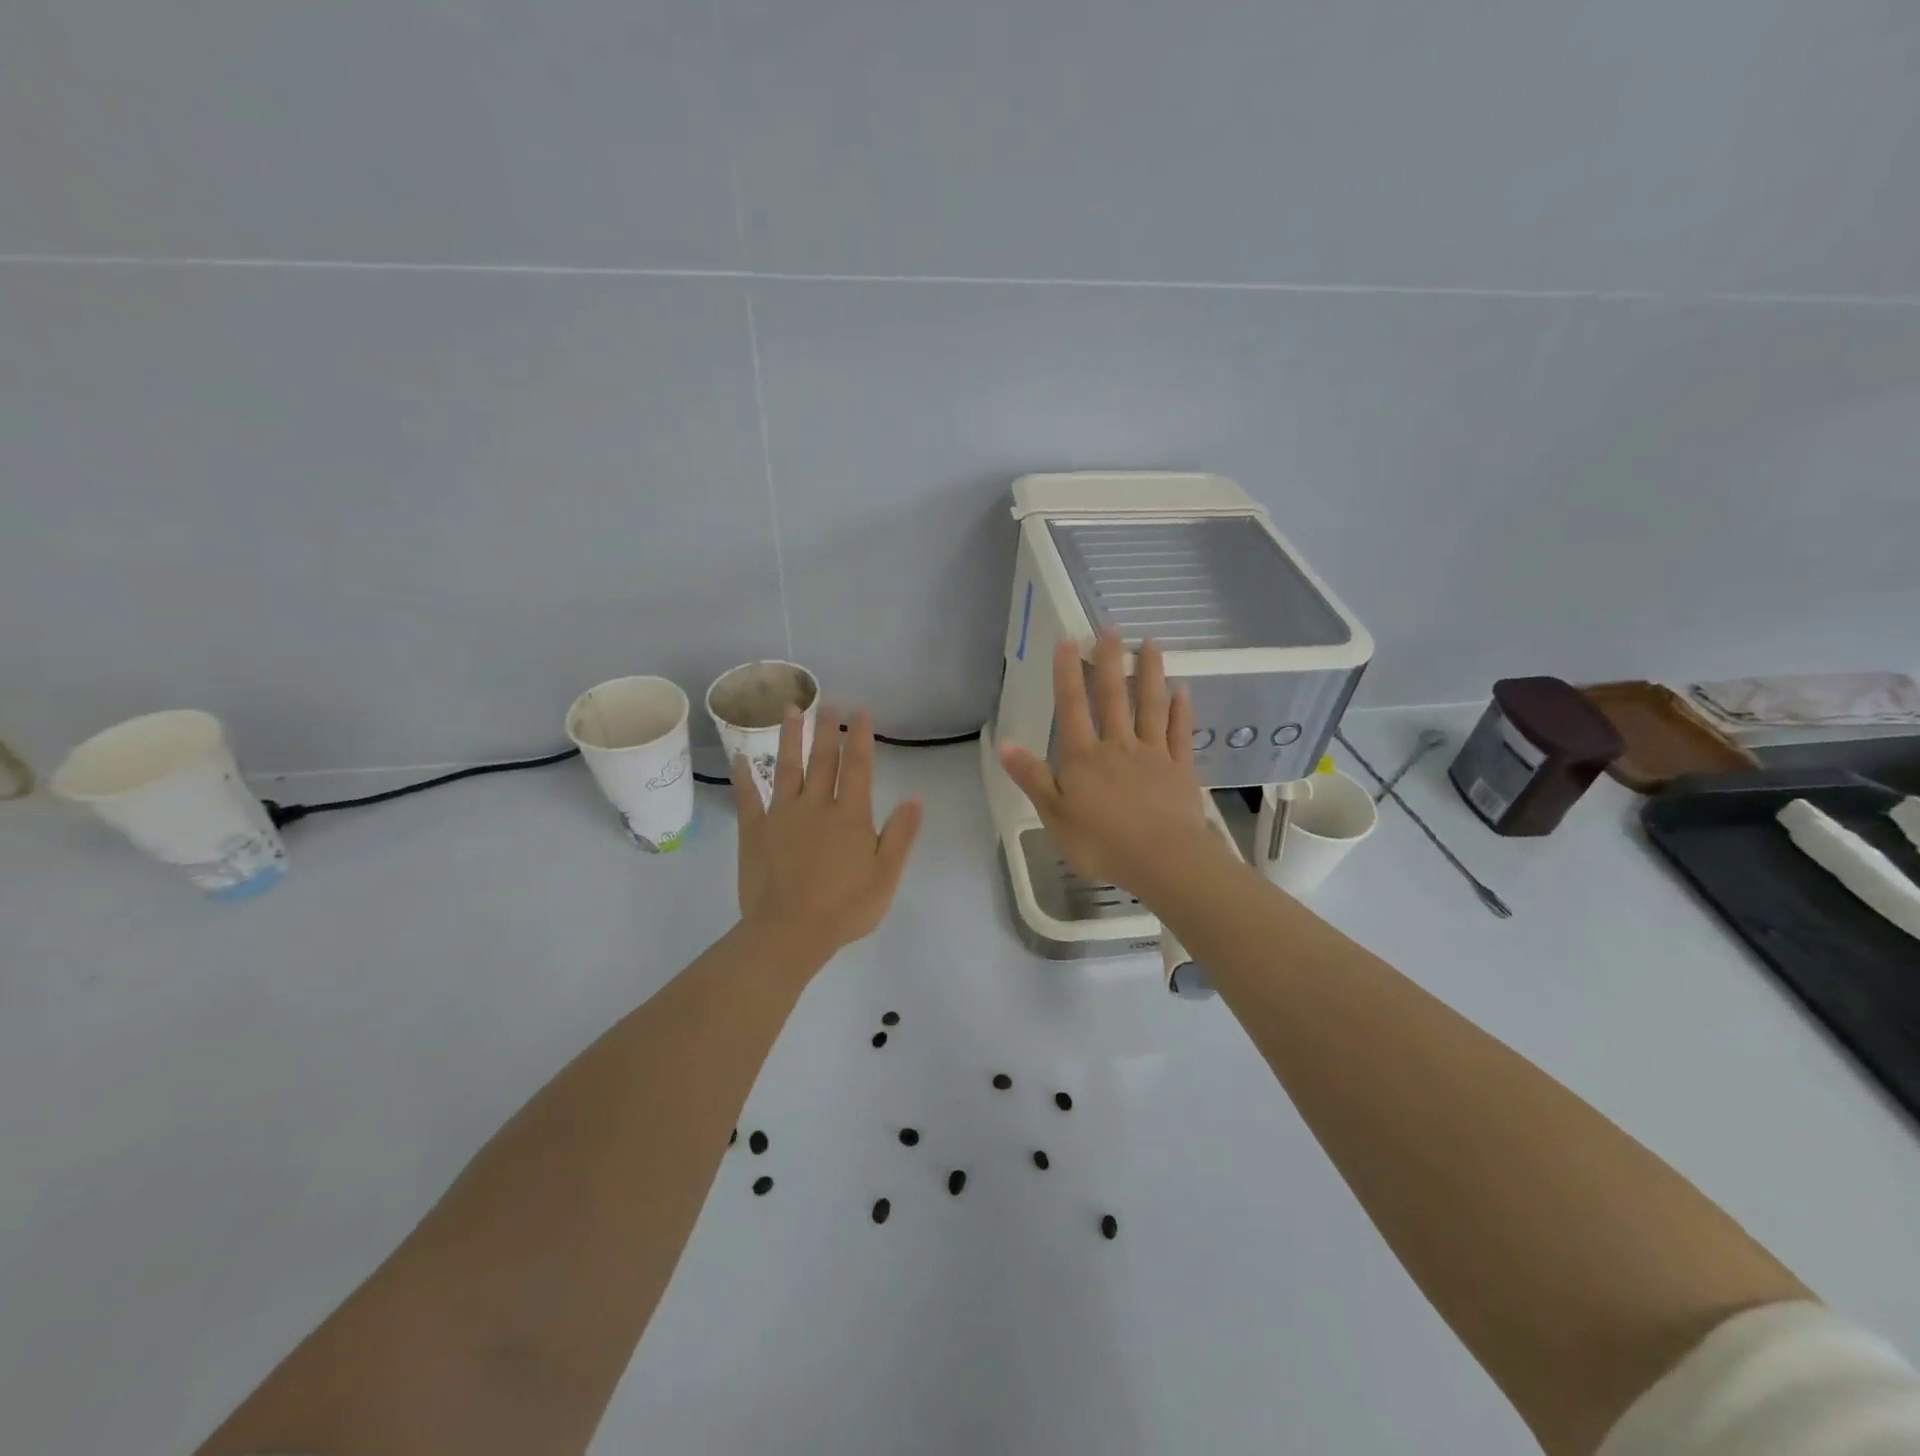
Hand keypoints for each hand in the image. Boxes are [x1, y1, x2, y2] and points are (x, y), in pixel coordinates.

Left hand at [733, 705, 923, 968]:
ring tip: (790, 709)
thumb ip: (901, 834)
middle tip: (829, 701)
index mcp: (850, 815)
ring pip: (786, 768)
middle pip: (823, 759)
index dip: (861, 736)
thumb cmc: (845, 907)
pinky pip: (747, 799)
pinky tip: (739, 759)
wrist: (790, 932)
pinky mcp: (754, 832)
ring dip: (789, 737)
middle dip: (827, 728)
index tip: (861, 710)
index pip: (858, 766)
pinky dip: (744, 778)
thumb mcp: (886, 875)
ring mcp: (781, 816)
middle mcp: (816, 805)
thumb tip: (915, 797)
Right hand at [998, 628, 1225, 902]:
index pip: (1072, 707)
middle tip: (1110, 628)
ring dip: (1149, 673)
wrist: (1161, 859)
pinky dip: (1180, 710)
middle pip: (1112, 697)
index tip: (1069, 640)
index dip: (1068, 673)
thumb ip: (1032, 777)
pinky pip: (1179, 733)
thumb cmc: (1100, 842)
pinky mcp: (1180, 768)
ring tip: (1151, 643)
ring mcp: (1153, 754)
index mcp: (1084, 757)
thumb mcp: (1054, 814)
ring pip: (1150, 706)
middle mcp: (1118, 746)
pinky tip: (1182, 690)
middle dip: (1110, 661)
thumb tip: (1004, 742)